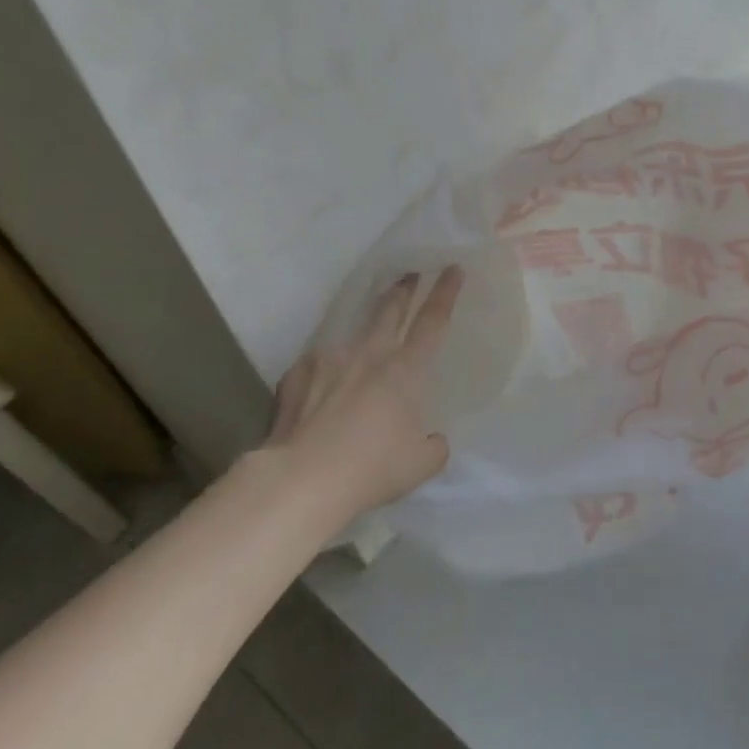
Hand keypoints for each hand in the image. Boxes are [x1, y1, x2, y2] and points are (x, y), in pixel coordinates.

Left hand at [267, 266, 461, 522]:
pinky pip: (317, 366)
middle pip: (390, 309)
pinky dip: (325, 372)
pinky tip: (320, 389)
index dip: (445, 292)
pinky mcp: (296, 376)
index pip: (433, 319)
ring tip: (363, 343)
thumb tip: (431, 439)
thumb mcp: (421, 463)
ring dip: (364, 333)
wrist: (302, 479)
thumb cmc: (372, 468)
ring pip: (352, 335)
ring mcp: (330, 361)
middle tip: (408, 275)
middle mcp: (370, 354)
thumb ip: (433, 444)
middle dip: (403, 288)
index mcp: (406, 369)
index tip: (452, 268)